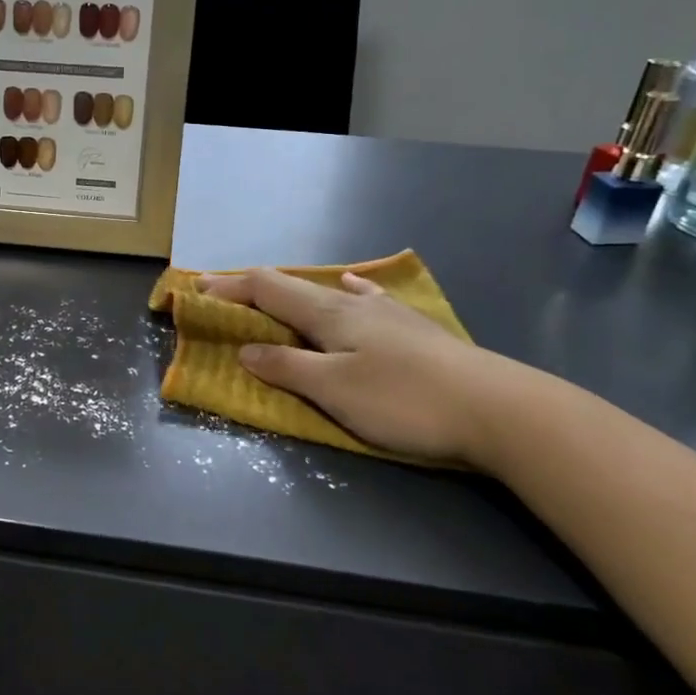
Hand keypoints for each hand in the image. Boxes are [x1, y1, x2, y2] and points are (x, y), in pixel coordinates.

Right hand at [198, 268, 501, 463]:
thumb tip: (245, 348)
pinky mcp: (414, 329)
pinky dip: (344, 292)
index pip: (267, 288)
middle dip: (254, 289)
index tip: (197, 288)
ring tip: (278, 297)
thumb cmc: (405, 401)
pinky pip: (364, 299)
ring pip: (328, 292)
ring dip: (294, 293)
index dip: (230, 287)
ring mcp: (388, 312)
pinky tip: (355, 288)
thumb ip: (287, 366)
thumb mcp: (335, 390)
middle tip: (226, 296)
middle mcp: (354, 303)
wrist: (498, 408)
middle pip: (294, 286)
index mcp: (329, 313)